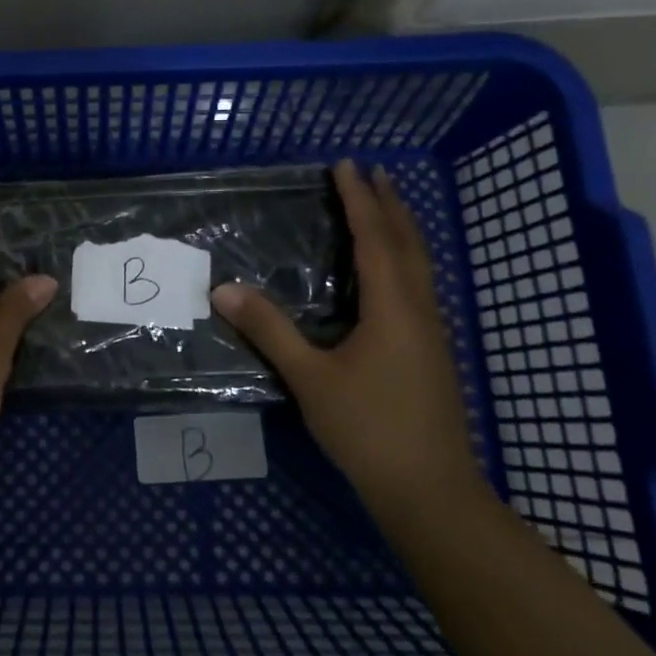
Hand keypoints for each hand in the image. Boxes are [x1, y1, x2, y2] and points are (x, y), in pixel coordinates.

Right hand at [211, 159, 481, 516]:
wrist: (430, 491)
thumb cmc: (368, 429)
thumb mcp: (310, 378)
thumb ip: (269, 330)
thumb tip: (223, 289)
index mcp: (393, 308)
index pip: (375, 238)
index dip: (360, 199)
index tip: (346, 165)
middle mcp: (420, 310)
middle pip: (408, 243)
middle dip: (390, 205)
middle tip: (373, 172)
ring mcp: (432, 333)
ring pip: (420, 265)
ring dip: (402, 230)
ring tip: (385, 207)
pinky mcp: (432, 353)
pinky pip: (419, 285)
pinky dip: (405, 259)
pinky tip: (392, 273)